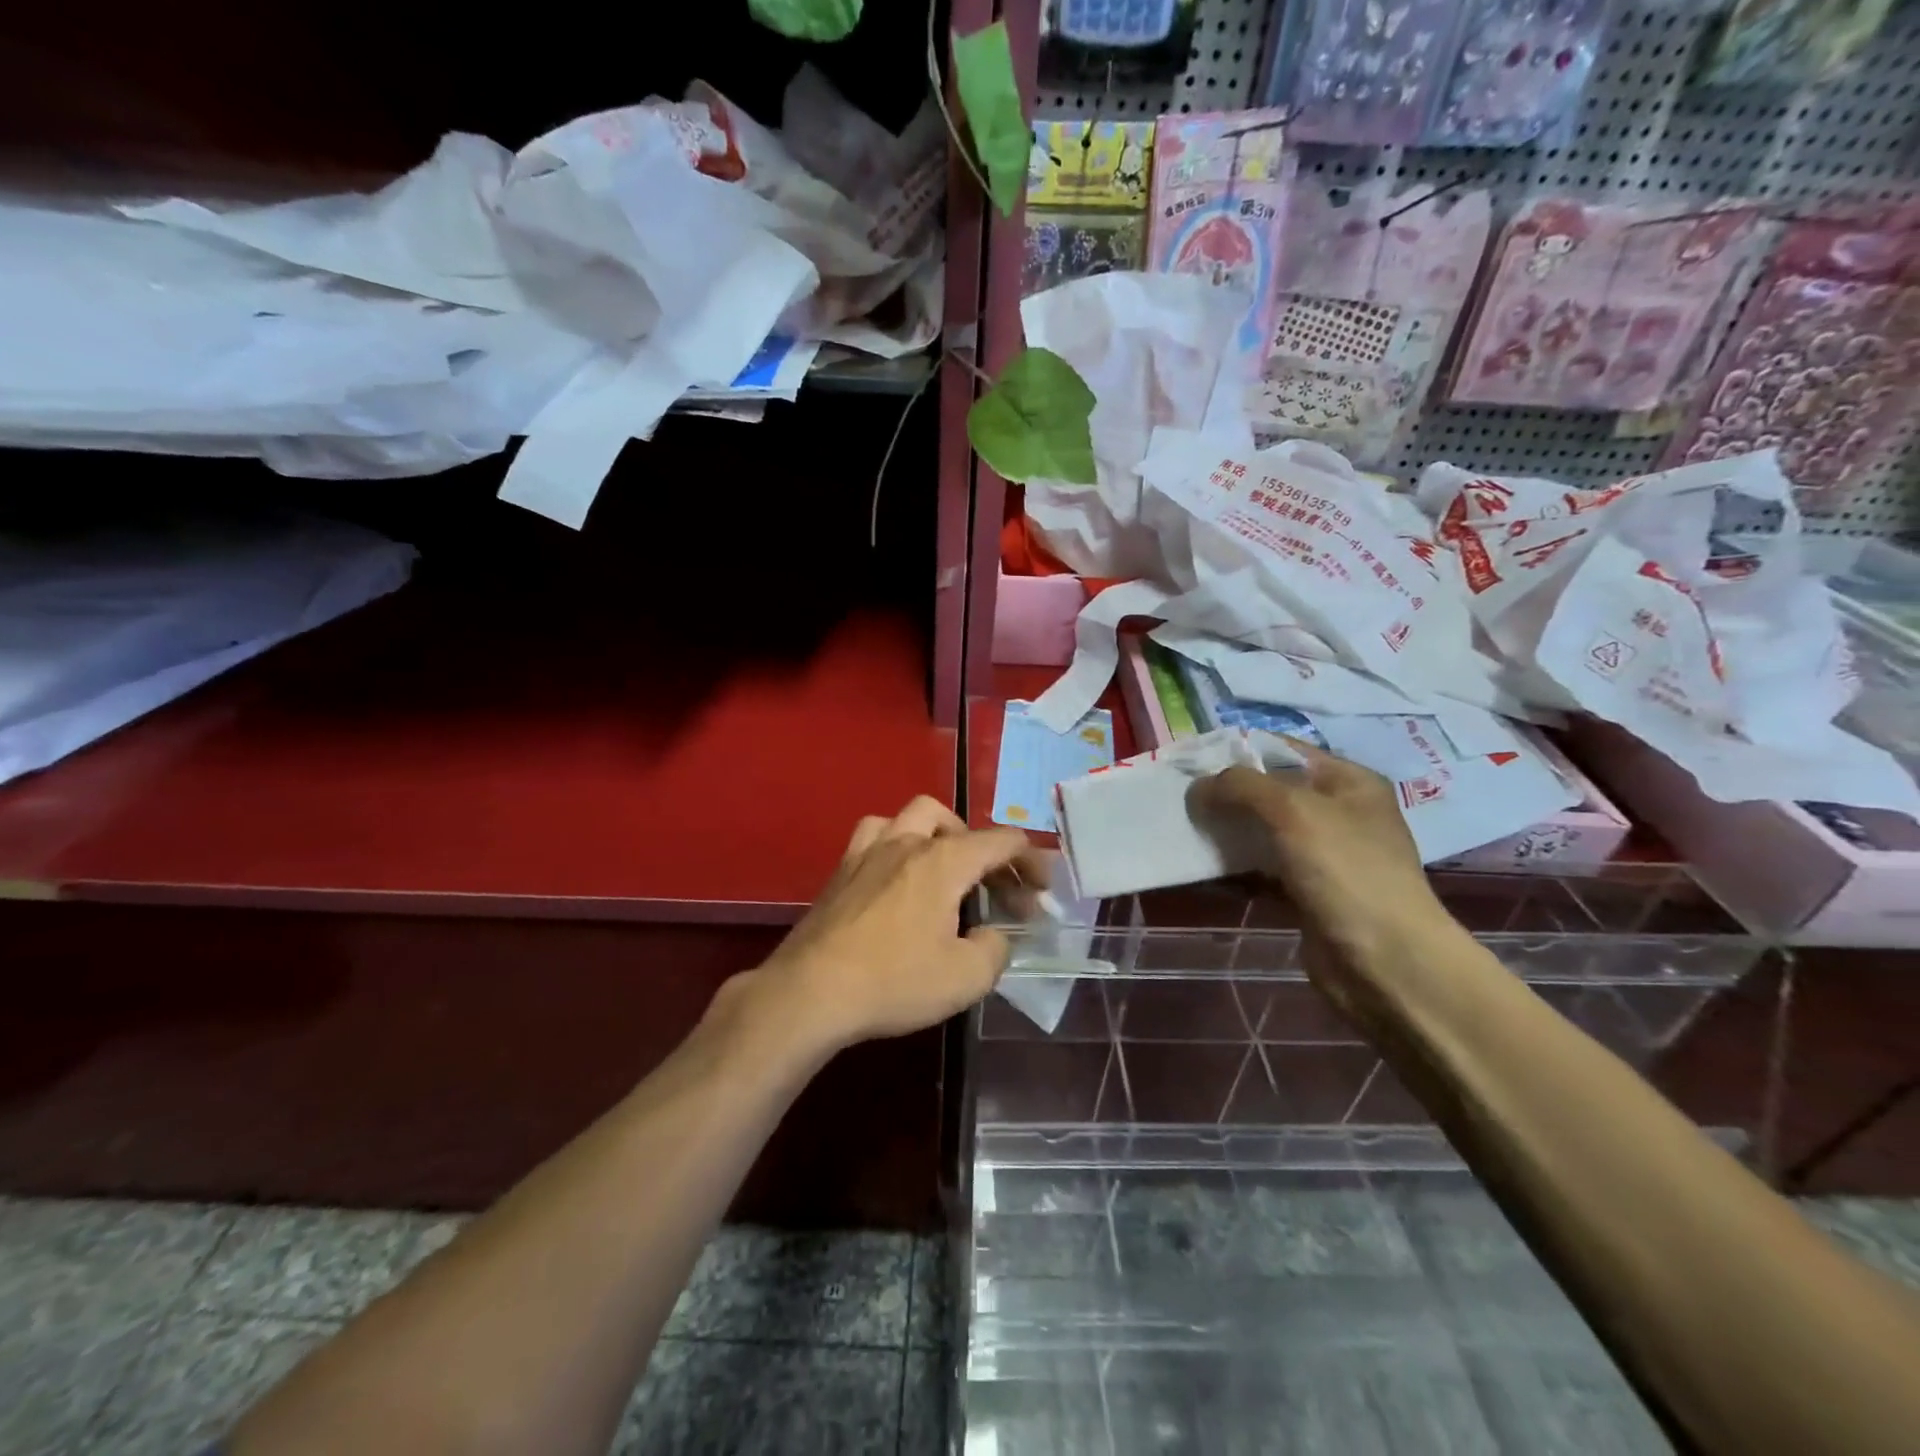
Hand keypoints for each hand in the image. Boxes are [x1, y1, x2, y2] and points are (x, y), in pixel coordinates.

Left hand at [736, 797, 1045, 1056]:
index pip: (1001, 842)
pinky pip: (876, 836)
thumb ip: (994, 949)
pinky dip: (898, 844)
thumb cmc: (894, 981)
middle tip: (998, 892)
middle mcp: (907, 842)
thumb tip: (992, 935)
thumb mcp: (965, 978)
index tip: (1043, 891)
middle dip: (987, 853)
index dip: (1031, 861)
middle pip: (958, 825)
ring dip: (939, 835)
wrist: (811, 992)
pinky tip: (898, 875)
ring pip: (912, 817)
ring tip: (948, 868)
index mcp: (943, 861)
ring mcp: (868, 852)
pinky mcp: (841, 871)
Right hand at [1189, 743, 1449, 971]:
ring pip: (1262, 832)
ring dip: (1226, 832)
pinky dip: (1235, 869)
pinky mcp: (1307, 892)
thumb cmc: (1346, 871)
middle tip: (1183, 800)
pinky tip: (1204, 870)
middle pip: (1268, 791)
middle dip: (1225, 795)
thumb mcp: (1292, 810)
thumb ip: (1240, 786)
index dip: (1237, 751)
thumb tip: (1198, 787)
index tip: (1191, 763)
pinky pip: (1262, 870)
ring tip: (1185, 832)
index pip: (1282, 750)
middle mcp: (1338, 812)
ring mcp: (1323, 855)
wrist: (1385, 962)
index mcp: (1348, 781)